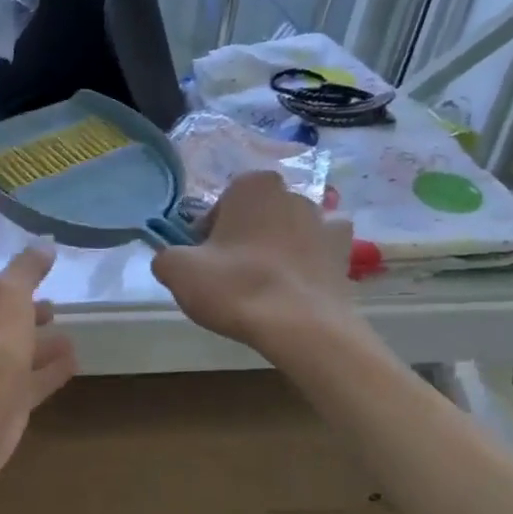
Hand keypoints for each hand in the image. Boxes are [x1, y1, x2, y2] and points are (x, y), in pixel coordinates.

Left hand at [0, 247, 77, 504]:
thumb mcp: (9, 296)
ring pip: (20, 352)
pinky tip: (75, 364)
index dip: (17, 282)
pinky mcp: (7, 404)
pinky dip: (51, 371)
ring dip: (42, 344)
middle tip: (56, 308)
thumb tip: (44, 245)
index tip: (43, 275)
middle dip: (28, 314)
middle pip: (6, 321)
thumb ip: (26, 270)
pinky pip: (33, 381)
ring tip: (72, 338)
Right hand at [151, 171, 363, 350]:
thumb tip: (173, 260)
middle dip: (244, 237)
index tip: (203, 260)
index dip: (207, 234)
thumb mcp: (176, 270)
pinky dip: (307, 264)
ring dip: (276, 249)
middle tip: (230, 274)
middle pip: (256, 216)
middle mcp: (293, 193)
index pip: (220, 205)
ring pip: (288, 232)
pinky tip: (294, 289)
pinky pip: (318, 252)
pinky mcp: (346, 253)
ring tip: (263, 287)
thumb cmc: (235, 287)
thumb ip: (166, 256)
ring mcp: (325, 221)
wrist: (301, 327)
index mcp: (252, 185)